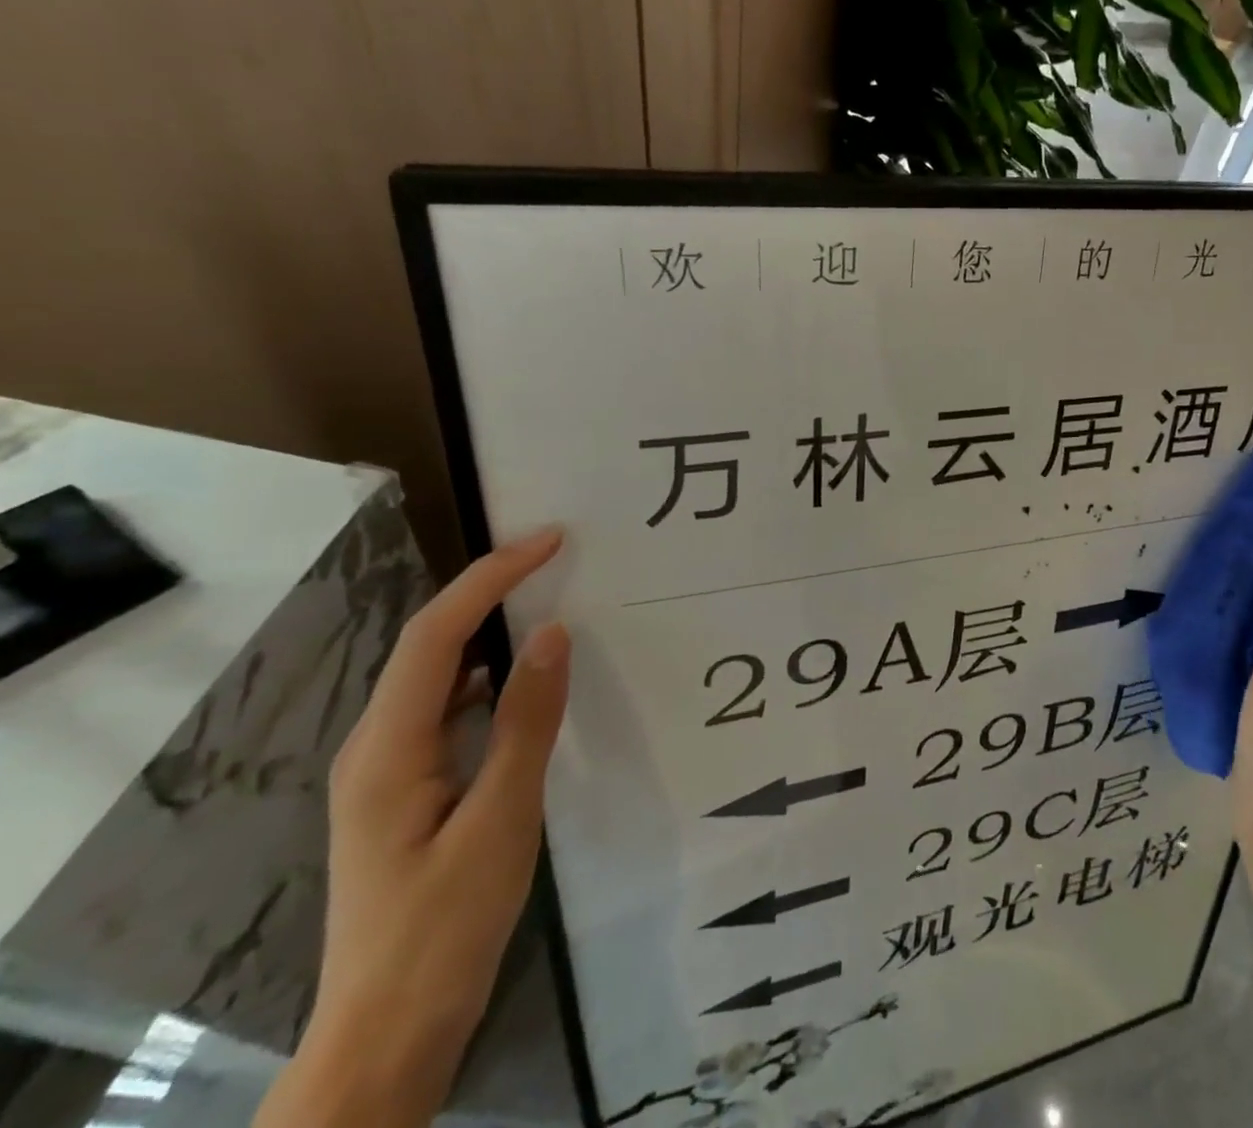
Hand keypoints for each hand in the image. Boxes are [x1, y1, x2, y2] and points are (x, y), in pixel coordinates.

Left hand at [257, 530, 570, 1127]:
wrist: (387, 1033)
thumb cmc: (443, 927)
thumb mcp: (500, 821)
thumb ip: (527, 722)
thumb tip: (552, 633)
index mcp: (388, 748)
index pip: (437, 634)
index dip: (491, 577)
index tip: (550, 540)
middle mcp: (377, 746)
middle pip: (429, 644)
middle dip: (488, 588)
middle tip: (554, 555)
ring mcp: (388, 770)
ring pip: (437, 674)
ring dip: (487, 626)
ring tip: (545, 598)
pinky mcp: (407, 790)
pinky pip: (447, 708)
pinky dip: (487, 674)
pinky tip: (523, 677)